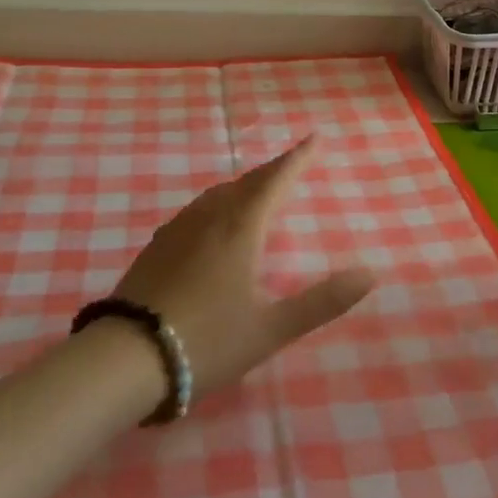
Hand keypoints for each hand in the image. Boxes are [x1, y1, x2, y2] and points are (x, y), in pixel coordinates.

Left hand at [111, 137, 375, 400]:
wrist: (126, 359)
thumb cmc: (207, 341)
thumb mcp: (272, 328)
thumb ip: (323, 301)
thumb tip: (371, 272)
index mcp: (241, 229)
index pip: (275, 181)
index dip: (298, 159)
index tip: (314, 138)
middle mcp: (210, 219)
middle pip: (247, 183)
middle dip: (273, 170)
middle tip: (292, 162)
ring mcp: (178, 231)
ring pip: (218, 194)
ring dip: (244, 185)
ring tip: (257, 187)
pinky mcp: (156, 247)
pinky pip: (197, 210)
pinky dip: (218, 203)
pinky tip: (212, 221)